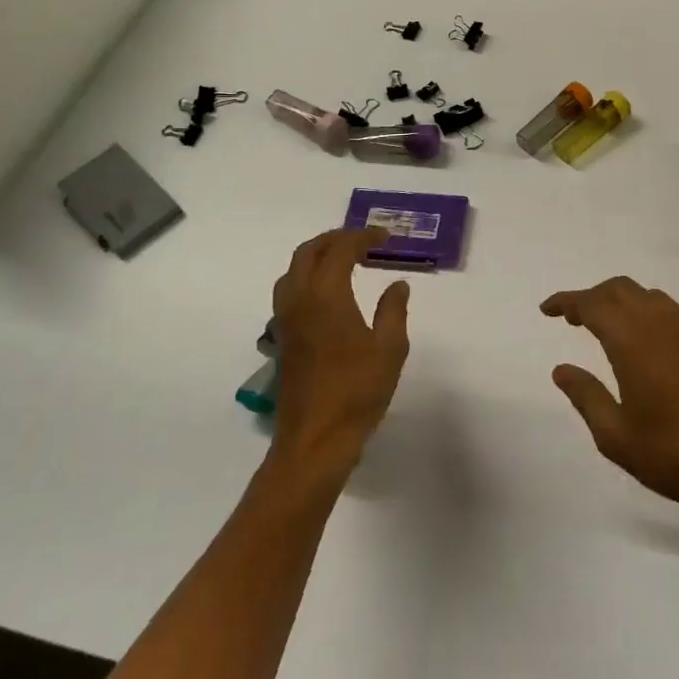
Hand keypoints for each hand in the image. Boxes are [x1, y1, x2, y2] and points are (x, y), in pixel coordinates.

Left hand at [270, 229, 409, 476]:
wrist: (315, 440)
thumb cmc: (357, 391)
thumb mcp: (390, 348)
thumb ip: (393, 310)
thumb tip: (397, 284)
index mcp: (326, 296)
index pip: (341, 249)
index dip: (363, 237)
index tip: (386, 238)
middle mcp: (299, 300)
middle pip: (308, 252)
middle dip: (335, 239)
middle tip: (363, 241)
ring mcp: (285, 321)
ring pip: (292, 271)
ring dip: (317, 257)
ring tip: (344, 261)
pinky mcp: (281, 340)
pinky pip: (288, 293)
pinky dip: (307, 278)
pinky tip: (328, 295)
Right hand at [541, 277, 678, 521]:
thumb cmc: (675, 455)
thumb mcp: (616, 436)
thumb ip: (586, 396)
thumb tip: (561, 369)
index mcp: (633, 341)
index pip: (592, 304)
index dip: (567, 301)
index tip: (547, 310)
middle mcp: (661, 324)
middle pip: (620, 289)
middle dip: (592, 296)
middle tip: (573, 319)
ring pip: (647, 295)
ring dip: (621, 301)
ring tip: (607, 327)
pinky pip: (670, 311)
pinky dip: (646, 312)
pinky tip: (646, 344)